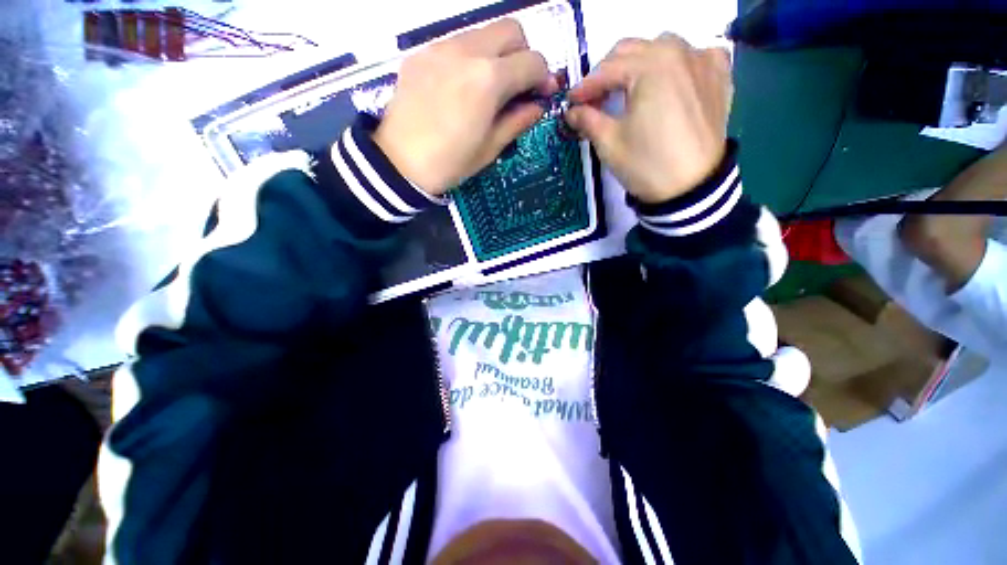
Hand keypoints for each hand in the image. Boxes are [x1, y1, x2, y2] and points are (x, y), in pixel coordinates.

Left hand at [373, 19, 557, 195]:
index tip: (542, 95)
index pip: (532, 61)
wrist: (399, 163)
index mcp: (489, 80)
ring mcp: (441, 47)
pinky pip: (456, 43)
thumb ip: (518, 121)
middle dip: (523, 55)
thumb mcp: (490, 148)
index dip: (544, 77)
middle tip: (518, 86)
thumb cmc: (450, 163)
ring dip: (497, 55)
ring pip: (483, 33)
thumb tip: (538, 106)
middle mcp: (467, 51)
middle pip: (511, 30)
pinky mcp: (422, 52)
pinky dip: (470, 58)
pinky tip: (462, 86)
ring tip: (489, 88)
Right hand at [565, 34, 732, 203]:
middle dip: (608, 72)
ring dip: (639, 63)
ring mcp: (703, 61)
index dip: (585, 87)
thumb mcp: (609, 143)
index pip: (608, 69)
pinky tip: (669, 80)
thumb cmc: (646, 165)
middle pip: (633, 50)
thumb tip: (572, 112)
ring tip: (629, 89)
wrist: (691, 189)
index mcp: (651, 66)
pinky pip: (695, 56)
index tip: (571, 102)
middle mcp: (679, 51)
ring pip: (662, 48)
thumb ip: (587, 119)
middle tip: (595, 98)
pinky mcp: (719, 76)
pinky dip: (677, 63)